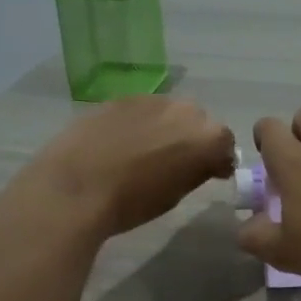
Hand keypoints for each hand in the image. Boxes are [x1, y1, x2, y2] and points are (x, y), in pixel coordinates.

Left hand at [22, 96, 235, 237]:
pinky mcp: (120, 97)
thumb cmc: (132, 202)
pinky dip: (139, 123)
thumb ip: (196, 172)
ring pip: (169, 112)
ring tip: (146, 152)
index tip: (209, 174)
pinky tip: (121, 144)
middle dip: (193, 138)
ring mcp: (150, 99)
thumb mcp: (175, 195)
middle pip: (198, 122)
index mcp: (207, 136)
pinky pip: (141, 110)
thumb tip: (203, 164)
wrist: (75, 187)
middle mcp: (184, 109)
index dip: (218, 159)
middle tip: (177, 162)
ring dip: (166, 128)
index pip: (225, 144)